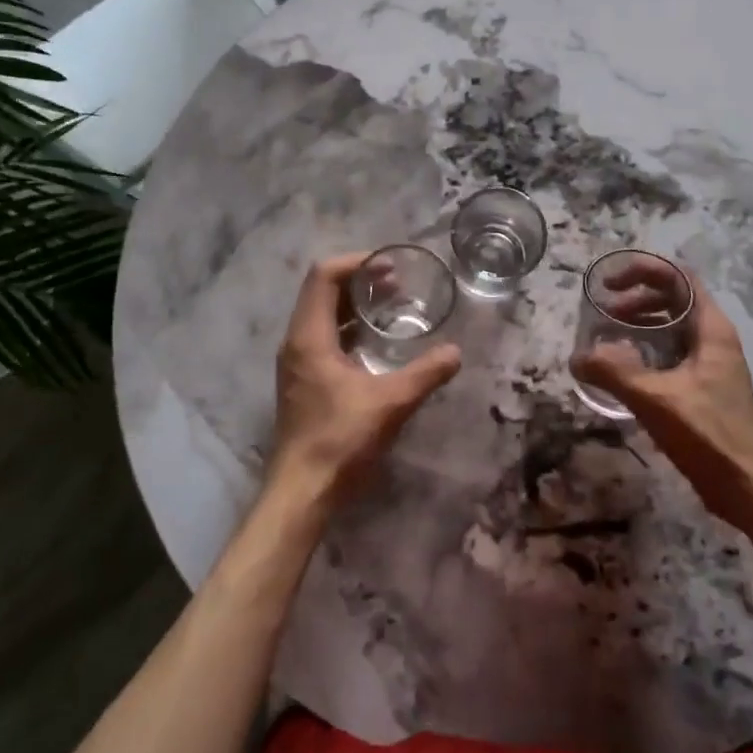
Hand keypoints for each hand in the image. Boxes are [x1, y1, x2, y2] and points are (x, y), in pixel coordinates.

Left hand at [269, 253, 462, 506]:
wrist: (302, 490)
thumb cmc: (340, 440)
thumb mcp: (390, 403)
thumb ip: (425, 374)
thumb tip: (456, 352)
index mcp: (309, 336)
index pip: (324, 276)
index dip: (356, 262)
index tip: (389, 267)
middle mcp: (297, 341)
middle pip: (322, 290)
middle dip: (358, 280)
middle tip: (396, 283)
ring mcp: (297, 361)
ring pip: (322, 314)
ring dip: (353, 304)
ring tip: (391, 305)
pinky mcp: (303, 379)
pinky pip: (324, 336)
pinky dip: (349, 327)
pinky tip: (376, 342)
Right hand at [571, 265, 752, 525]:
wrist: (751, 489)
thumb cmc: (710, 436)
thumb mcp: (656, 399)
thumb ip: (613, 373)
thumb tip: (577, 357)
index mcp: (711, 329)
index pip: (679, 278)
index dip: (643, 271)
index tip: (610, 284)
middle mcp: (713, 339)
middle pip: (673, 299)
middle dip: (636, 298)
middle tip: (603, 312)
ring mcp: (710, 365)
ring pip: (671, 328)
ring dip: (639, 325)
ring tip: (608, 339)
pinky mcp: (704, 388)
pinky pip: (670, 354)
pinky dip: (645, 351)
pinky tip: (623, 372)